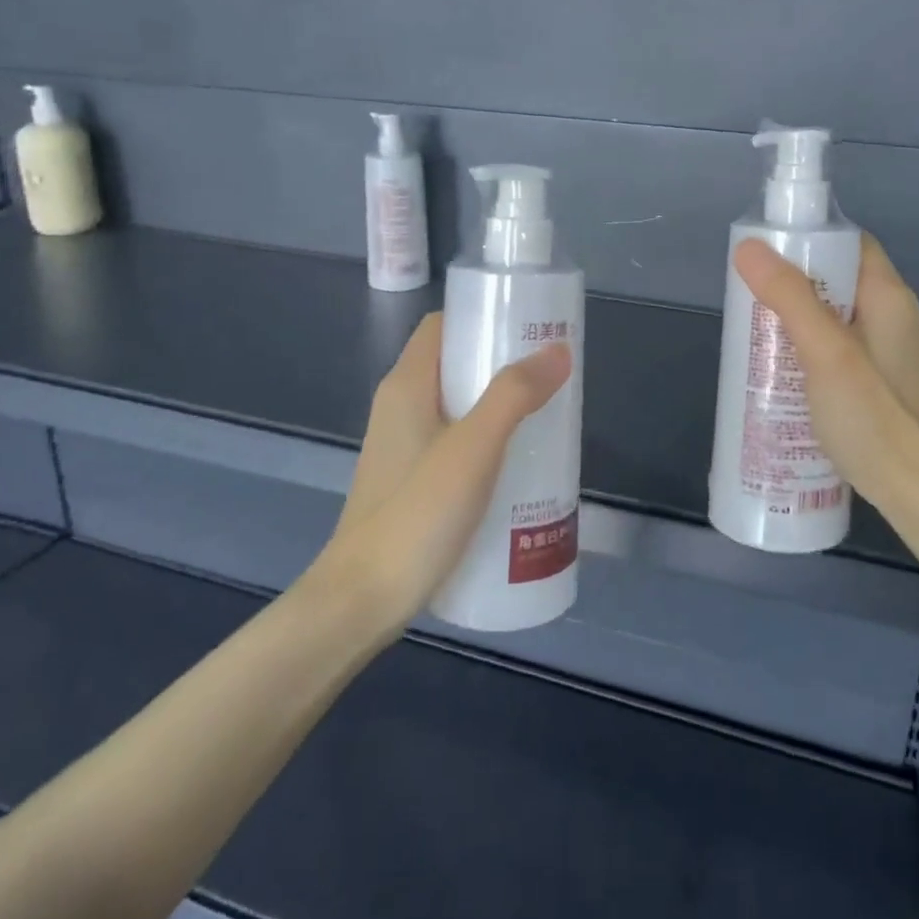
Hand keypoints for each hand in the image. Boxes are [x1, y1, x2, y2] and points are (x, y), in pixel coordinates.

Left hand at [318, 313, 571, 633]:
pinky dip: (489, 441)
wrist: (360, 602)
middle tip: (552, 376)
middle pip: (456, 364)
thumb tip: (557, 349)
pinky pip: (456, 442)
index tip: (531, 326)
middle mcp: (401, 407)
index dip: (484, 316)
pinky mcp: (413, 482)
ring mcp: (404, 447)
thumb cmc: (416, 515)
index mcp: (407, 386)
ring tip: (547, 417)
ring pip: (459, 406)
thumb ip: (514, 396)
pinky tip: (520, 466)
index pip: (442, 325)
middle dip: (504, 364)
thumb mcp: (473, 449)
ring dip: (500, 405)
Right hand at [733, 234, 918, 521]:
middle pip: (836, 279)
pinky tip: (778, 368)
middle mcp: (891, 317)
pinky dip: (804, 346)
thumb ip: (790, 298)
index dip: (809, 239)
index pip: (850, 244)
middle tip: (748, 296)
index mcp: (889, 298)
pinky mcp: (874, 382)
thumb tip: (748, 247)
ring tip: (753, 330)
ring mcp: (884, 352)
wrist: (916, 495)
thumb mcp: (826, 352)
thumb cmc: (873, 418)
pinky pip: (833, 346)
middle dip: (791, 282)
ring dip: (793, 317)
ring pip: (831, 315)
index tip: (764, 252)